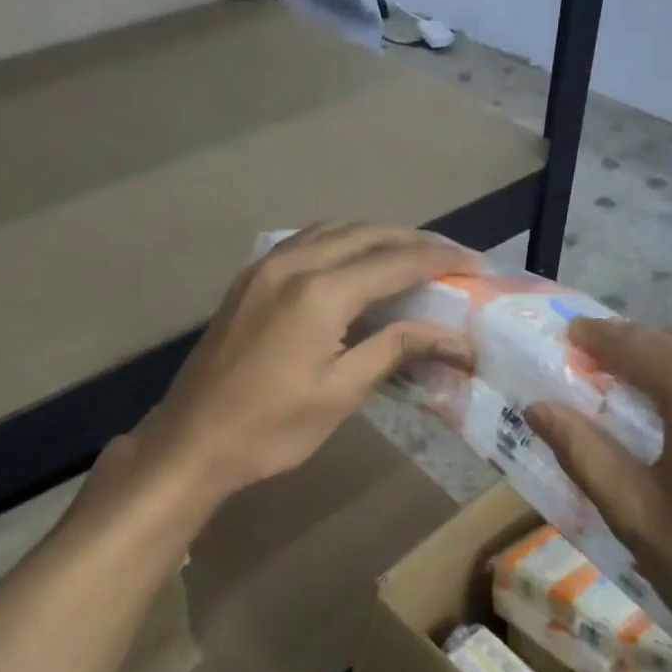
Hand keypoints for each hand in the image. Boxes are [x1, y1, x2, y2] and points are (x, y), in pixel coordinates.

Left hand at [142, 224, 477, 499]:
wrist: (193, 440)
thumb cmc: (272, 428)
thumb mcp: (341, 392)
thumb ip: (395, 349)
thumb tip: (452, 336)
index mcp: (320, 292)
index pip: (396, 262)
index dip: (441, 260)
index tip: (478, 265)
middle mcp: (293, 263)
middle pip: (367, 234)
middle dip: (414, 241)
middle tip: (452, 260)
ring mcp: (265, 267)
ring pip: (334, 231)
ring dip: (377, 237)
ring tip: (411, 257)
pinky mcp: (249, 279)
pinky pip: (306, 242)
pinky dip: (341, 243)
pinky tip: (355, 264)